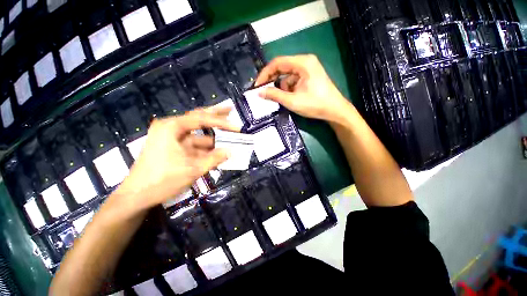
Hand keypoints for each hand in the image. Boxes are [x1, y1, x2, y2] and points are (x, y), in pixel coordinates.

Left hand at [113, 107, 238, 213]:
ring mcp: (172, 139)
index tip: (236, 126)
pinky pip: (195, 146)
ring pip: (198, 135)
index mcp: (172, 127)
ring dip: (213, 138)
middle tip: (230, 109)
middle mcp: (172, 129)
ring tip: (230, 136)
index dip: (221, 122)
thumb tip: (230, 152)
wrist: (136, 197)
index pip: (201, 119)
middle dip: (215, 116)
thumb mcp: (193, 169)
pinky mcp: (174, 148)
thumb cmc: (162, 180)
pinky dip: (207, 149)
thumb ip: (214, 159)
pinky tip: (218, 152)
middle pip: (198, 119)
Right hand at [255, 54, 351, 122]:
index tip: (257, 85)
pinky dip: (288, 88)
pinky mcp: (309, 77)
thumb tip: (259, 92)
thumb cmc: (315, 105)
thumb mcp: (292, 101)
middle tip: (263, 91)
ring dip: (281, 86)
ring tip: (279, 98)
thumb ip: (274, 95)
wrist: (335, 111)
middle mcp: (305, 62)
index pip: (277, 63)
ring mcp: (308, 69)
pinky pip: (293, 80)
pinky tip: (288, 97)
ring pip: (287, 75)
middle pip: (282, 67)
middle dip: (272, 80)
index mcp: (302, 63)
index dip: (265, 74)